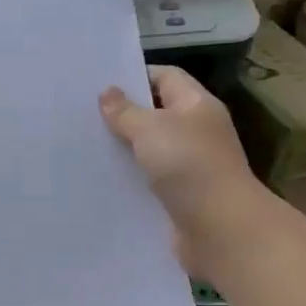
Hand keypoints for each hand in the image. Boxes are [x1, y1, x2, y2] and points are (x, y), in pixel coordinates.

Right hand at [100, 66, 270, 275]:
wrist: (220, 228)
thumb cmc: (188, 166)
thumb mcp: (149, 129)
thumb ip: (125, 111)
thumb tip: (108, 92)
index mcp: (197, 105)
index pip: (165, 76)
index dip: (134, 76)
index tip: (99, 86)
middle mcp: (197, 131)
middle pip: (156, 113)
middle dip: (124, 114)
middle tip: (85, 116)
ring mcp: (191, 165)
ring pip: (151, 148)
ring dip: (125, 149)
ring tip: (87, 147)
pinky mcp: (181, 195)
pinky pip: (150, 179)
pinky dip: (131, 178)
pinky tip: (104, 179)